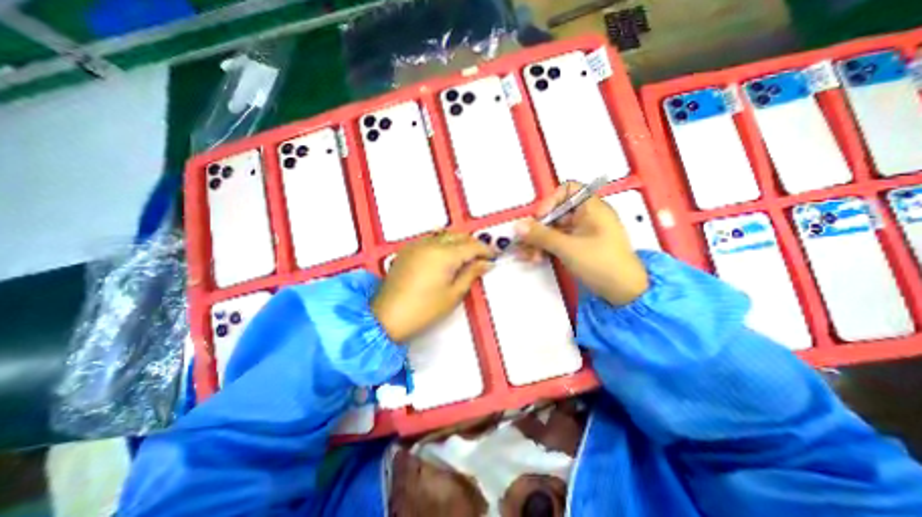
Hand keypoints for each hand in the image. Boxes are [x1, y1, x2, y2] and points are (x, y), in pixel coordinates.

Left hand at [373, 233, 497, 340]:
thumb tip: (485, 263)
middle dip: (473, 244)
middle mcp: (430, 243)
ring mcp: (416, 245)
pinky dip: (442, 242)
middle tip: (481, 257)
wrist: (387, 317)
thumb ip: (471, 274)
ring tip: (465, 255)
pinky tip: (445, 255)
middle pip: (458, 235)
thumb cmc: (424, 310)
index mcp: (444, 255)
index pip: (472, 245)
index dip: (485, 250)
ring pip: (444, 234)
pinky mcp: (407, 250)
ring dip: (458, 241)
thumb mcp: (453, 294)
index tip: (493, 257)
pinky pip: (430, 238)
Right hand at [516, 182, 650, 307]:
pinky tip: (534, 259)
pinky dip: (546, 249)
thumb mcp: (567, 247)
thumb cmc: (600, 263)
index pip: (568, 190)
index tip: (539, 218)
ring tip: (526, 256)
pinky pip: (558, 242)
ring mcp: (583, 233)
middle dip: (538, 228)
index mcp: (591, 208)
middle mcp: (587, 217)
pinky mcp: (579, 248)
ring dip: (538, 241)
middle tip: (524, 242)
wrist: (623, 293)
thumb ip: (541, 235)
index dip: (551, 201)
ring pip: (554, 230)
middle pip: (556, 213)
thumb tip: (518, 226)